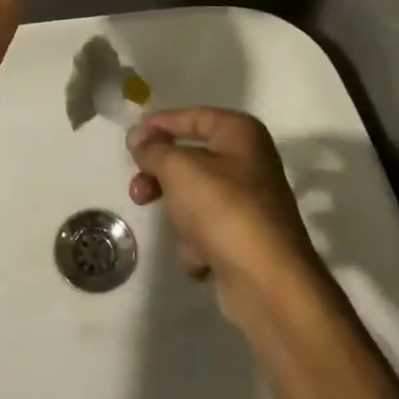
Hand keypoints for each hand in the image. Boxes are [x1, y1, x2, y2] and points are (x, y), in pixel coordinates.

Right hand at [126, 108, 323, 312]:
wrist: (266, 281)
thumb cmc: (222, 209)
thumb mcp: (179, 169)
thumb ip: (153, 149)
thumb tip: (137, 135)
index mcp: (241, 134)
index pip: (194, 117)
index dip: (162, 124)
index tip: (133, 137)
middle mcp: (249, 163)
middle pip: (190, 160)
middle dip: (162, 178)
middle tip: (138, 191)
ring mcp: (248, 204)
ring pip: (194, 198)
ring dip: (180, 217)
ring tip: (183, 233)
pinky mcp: (243, 239)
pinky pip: (206, 231)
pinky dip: (198, 244)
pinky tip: (203, 257)